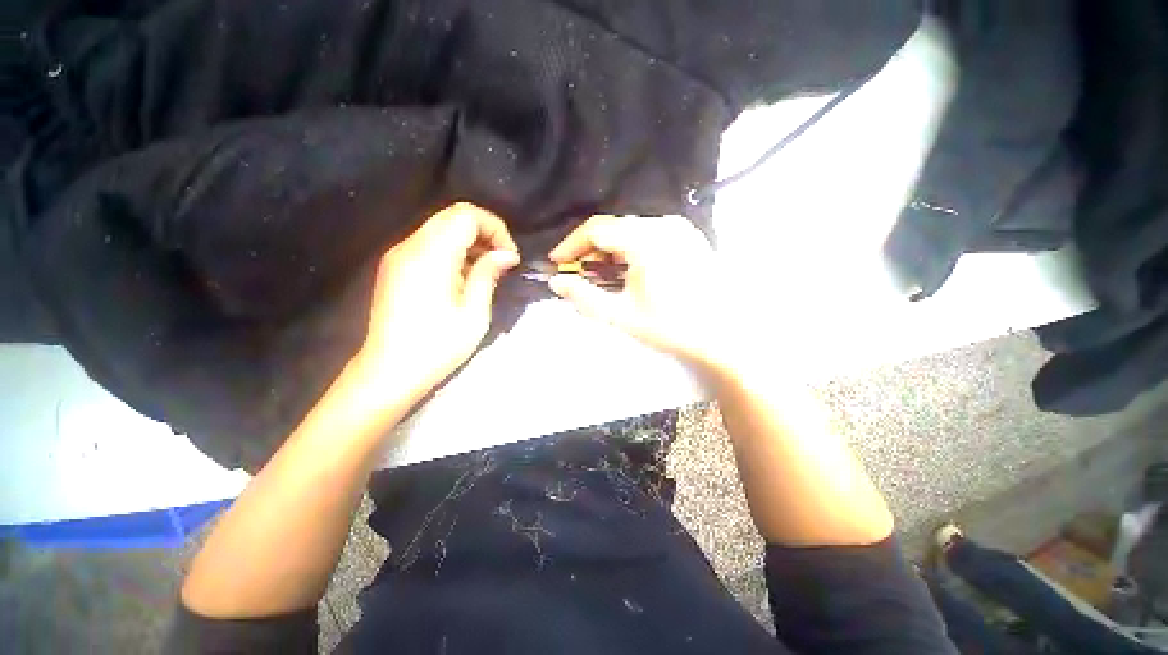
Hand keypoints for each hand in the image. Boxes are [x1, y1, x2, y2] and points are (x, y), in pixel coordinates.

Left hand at [357, 202, 518, 400]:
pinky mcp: (394, 267)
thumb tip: (507, 255)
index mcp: (431, 256)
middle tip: (501, 262)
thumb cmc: (436, 347)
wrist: (388, 372)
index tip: (509, 256)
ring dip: (469, 242)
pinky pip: (429, 243)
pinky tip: (463, 277)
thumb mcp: (473, 314)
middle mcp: (410, 246)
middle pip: (452, 216)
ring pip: (440, 228)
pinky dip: (452, 251)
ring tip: (486, 272)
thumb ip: (488, 275)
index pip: (466, 215)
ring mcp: (398, 255)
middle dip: (484, 233)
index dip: (494, 228)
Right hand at [548, 215, 730, 371]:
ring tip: (604, 278)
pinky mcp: (689, 237)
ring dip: (611, 251)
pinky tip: (630, 272)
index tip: (557, 264)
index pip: (596, 229)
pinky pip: (649, 235)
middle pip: (613, 228)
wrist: (725, 335)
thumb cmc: (671, 326)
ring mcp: (679, 228)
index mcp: (645, 239)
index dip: (571, 245)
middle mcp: (662, 224)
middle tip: (580, 276)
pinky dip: (631, 250)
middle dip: (590, 251)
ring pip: (630, 231)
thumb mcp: (621, 315)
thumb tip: (557, 282)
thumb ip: (584, 296)